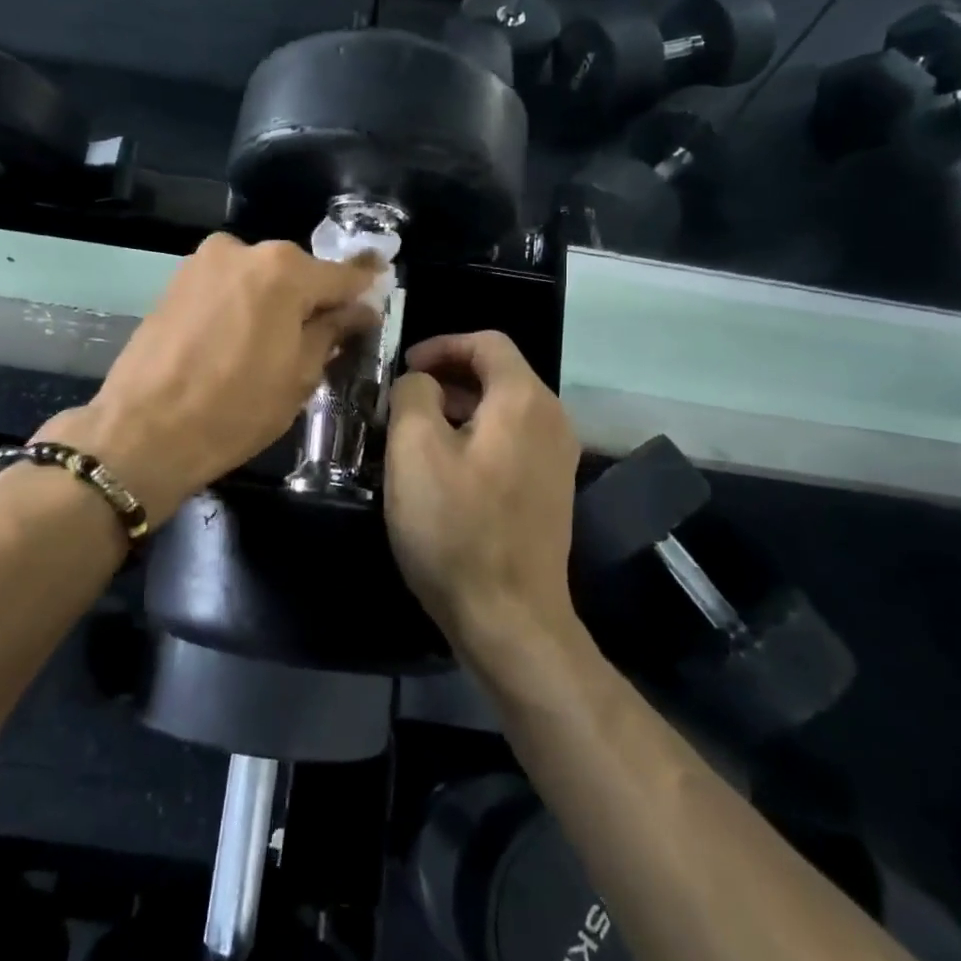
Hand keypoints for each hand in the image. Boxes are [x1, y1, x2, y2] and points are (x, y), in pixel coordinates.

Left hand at [42, 234, 381, 523]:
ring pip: (258, 278)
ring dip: (274, 302)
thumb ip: (331, 331)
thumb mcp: (299, 376)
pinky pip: (226, 287)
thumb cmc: (235, 409)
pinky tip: (238, 341)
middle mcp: (243, 251)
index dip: (364, 285)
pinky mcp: (174, 282)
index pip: (340, 275)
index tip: (381, 280)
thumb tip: (356, 310)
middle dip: (313, 298)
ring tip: (274, 345)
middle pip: (296, 272)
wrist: (142, 432)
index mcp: (283, 271)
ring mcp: (202, 263)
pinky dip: (241, 305)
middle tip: (324, 334)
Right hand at [384, 331, 580, 649]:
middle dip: (448, 376)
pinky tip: (446, 469)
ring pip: (504, 409)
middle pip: (499, 373)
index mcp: (524, 400)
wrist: (510, 618)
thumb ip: (413, 394)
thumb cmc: (456, 528)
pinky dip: (478, 436)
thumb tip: (422, 383)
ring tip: (417, 432)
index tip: (404, 368)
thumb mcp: (414, 451)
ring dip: (460, 407)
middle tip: (404, 400)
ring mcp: (556, 458)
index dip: (442, 345)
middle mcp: (551, 420)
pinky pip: (512, 441)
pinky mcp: (550, 490)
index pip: (487, 343)